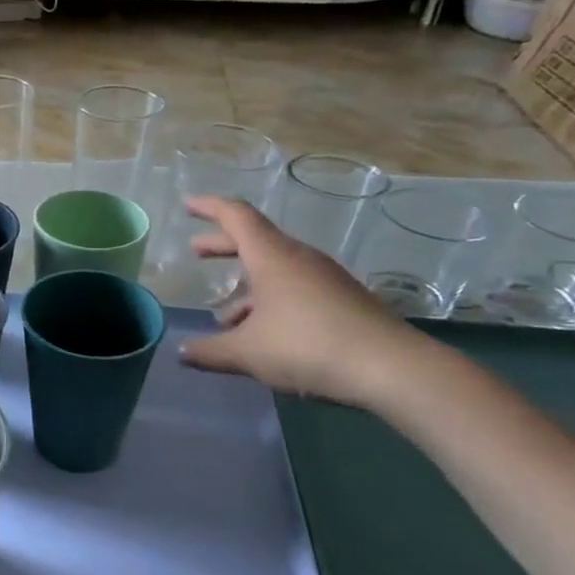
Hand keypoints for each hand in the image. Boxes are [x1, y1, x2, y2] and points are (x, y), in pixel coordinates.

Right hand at [176, 196, 421, 406]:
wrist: (392, 369)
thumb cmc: (308, 347)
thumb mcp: (247, 352)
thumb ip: (210, 351)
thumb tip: (182, 352)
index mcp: (272, 257)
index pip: (235, 216)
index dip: (208, 208)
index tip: (187, 205)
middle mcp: (298, 259)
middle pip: (254, 240)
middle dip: (222, 244)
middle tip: (196, 251)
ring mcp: (324, 278)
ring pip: (275, 269)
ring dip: (246, 283)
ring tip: (224, 316)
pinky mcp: (341, 300)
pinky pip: (294, 288)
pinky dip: (269, 300)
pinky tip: (261, 333)